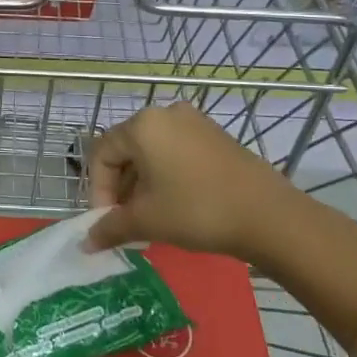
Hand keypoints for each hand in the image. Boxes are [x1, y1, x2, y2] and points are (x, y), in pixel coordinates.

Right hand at [83, 102, 315, 273]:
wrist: (270, 216)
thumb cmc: (197, 211)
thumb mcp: (147, 221)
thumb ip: (110, 227)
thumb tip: (86, 243)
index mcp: (142, 126)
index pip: (102, 154)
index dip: (99, 190)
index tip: (108, 221)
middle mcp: (165, 114)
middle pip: (127, 149)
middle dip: (121, 187)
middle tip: (127, 220)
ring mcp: (194, 122)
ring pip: (153, 151)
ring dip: (144, 182)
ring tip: (152, 215)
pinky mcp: (216, 135)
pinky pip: (178, 150)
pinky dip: (168, 174)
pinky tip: (178, 203)